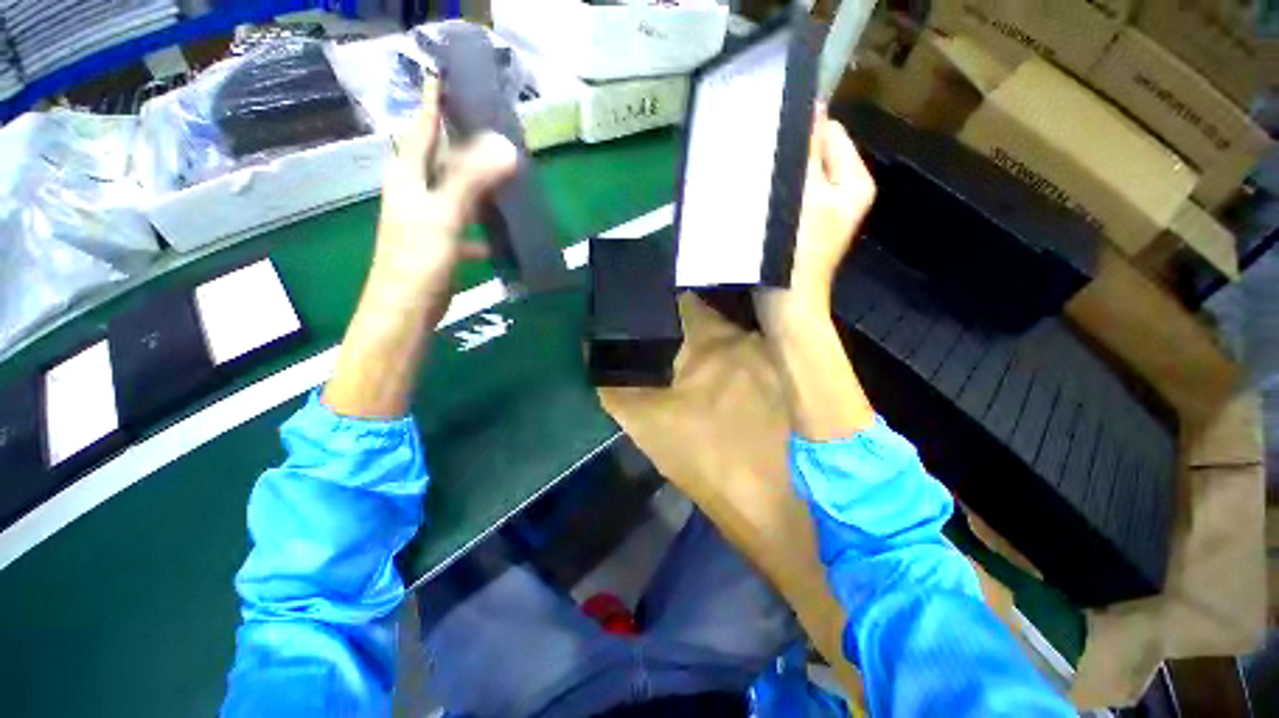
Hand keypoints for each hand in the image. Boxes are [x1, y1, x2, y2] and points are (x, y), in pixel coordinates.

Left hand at [369, 79, 518, 324]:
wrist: (406, 308)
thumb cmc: (418, 258)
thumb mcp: (444, 214)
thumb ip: (471, 180)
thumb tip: (505, 147)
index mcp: (408, 177)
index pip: (422, 130)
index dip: (432, 105)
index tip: (445, 79)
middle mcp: (415, 193)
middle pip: (440, 159)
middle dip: (462, 142)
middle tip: (490, 128)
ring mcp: (428, 219)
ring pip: (456, 192)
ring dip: (477, 183)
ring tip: (505, 174)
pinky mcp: (441, 243)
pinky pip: (465, 224)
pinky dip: (482, 225)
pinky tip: (500, 232)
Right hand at [756, 107, 875, 328]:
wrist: (786, 303)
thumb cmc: (796, 252)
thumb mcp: (805, 199)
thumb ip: (810, 156)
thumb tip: (813, 110)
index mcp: (854, 181)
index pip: (831, 133)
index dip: (803, 131)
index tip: (770, 137)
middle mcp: (846, 191)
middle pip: (817, 155)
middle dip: (792, 157)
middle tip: (763, 165)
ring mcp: (827, 210)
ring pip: (803, 177)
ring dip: (782, 177)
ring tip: (760, 184)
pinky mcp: (808, 226)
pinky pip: (795, 197)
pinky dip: (780, 196)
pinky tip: (763, 203)